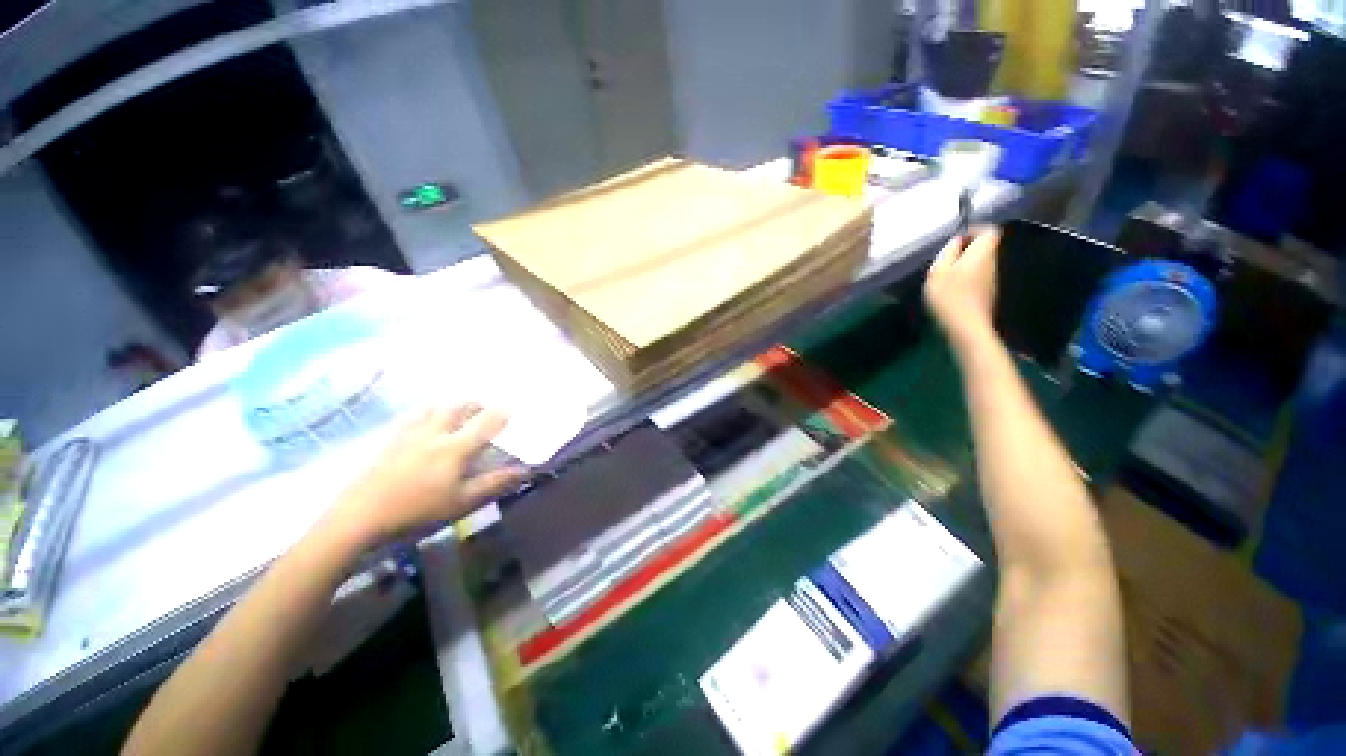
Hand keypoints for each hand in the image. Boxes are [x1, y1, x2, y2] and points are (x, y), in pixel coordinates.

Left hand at [324, 403, 526, 548]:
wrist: (358, 518)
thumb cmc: (417, 512)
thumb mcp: (462, 502)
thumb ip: (495, 483)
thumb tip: (526, 470)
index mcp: (456, 447)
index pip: (486, 421)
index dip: (502, 412)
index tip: (512, 408)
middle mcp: (435, 432)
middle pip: (459, 407)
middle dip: (476, 404)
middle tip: (485, 409)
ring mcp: (409, 434)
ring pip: (435, 407)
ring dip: (452, 405)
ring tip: (458, 412)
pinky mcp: (389, 440)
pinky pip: (413, 416)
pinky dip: (427, 413)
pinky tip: (425, 422)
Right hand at [924, 227, 1001, 351]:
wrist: (966, 327)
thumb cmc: (950, 295)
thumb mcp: (939, 269)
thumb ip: (948, 251)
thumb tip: (956, 242)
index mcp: (982, 253)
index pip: (988, 231)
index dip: (974, 230)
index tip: (956, 239)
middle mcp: (992, 263)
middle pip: (983, 248)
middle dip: (965, 250)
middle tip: (944, 260)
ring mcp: (990, 281)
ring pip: (978, 264)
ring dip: (962, 266)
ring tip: (943, 277)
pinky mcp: (985, 295)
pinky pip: (975, 279)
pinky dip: (963, 280)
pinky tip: (949, 292)